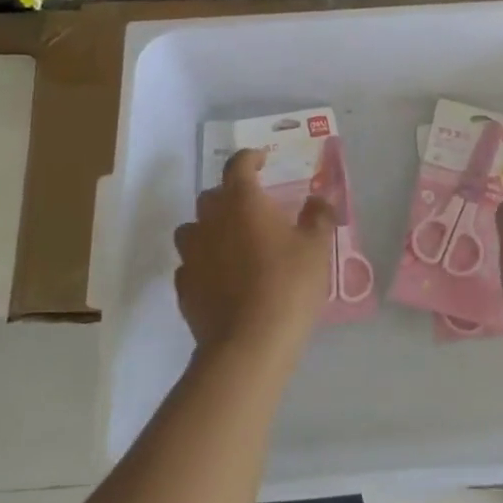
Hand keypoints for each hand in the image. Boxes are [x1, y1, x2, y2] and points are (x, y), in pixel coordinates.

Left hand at [174, 149, 334, 360]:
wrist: (248, 344)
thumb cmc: (288, 285)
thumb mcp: (316, 248)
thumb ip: (318, 216)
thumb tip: (319, 199)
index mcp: (242, 201)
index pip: (238, 165)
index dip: (250, 158)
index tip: (263, 160)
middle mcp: (210, 220)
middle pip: (213, 194)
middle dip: (231, 194)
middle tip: (254, 206)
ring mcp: (191, 254)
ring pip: (194, 228)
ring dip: (211, 227)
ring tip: (233, 242)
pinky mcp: (183, 286)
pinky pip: (191, 262)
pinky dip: (204, 262)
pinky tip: (222, 277)